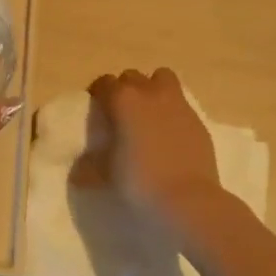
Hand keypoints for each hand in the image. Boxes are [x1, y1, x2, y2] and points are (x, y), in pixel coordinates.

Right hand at [86, 67, 223, 221]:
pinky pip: (180, 102)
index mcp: (122, 100)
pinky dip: (172, 110)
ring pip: (162, 78)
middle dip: (125, 89)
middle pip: (132, 76)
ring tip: (148, 112)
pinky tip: (169, 133)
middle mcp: (149, 93)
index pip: (104, 83)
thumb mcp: (105, 175)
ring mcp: (177, 104)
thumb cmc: (139, 181)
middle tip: (121, 112)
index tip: (97, 110)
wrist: (187, 199)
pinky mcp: (197, 119)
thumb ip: (89, 167)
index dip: (98, 94)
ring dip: (152, 88)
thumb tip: (78, 172)